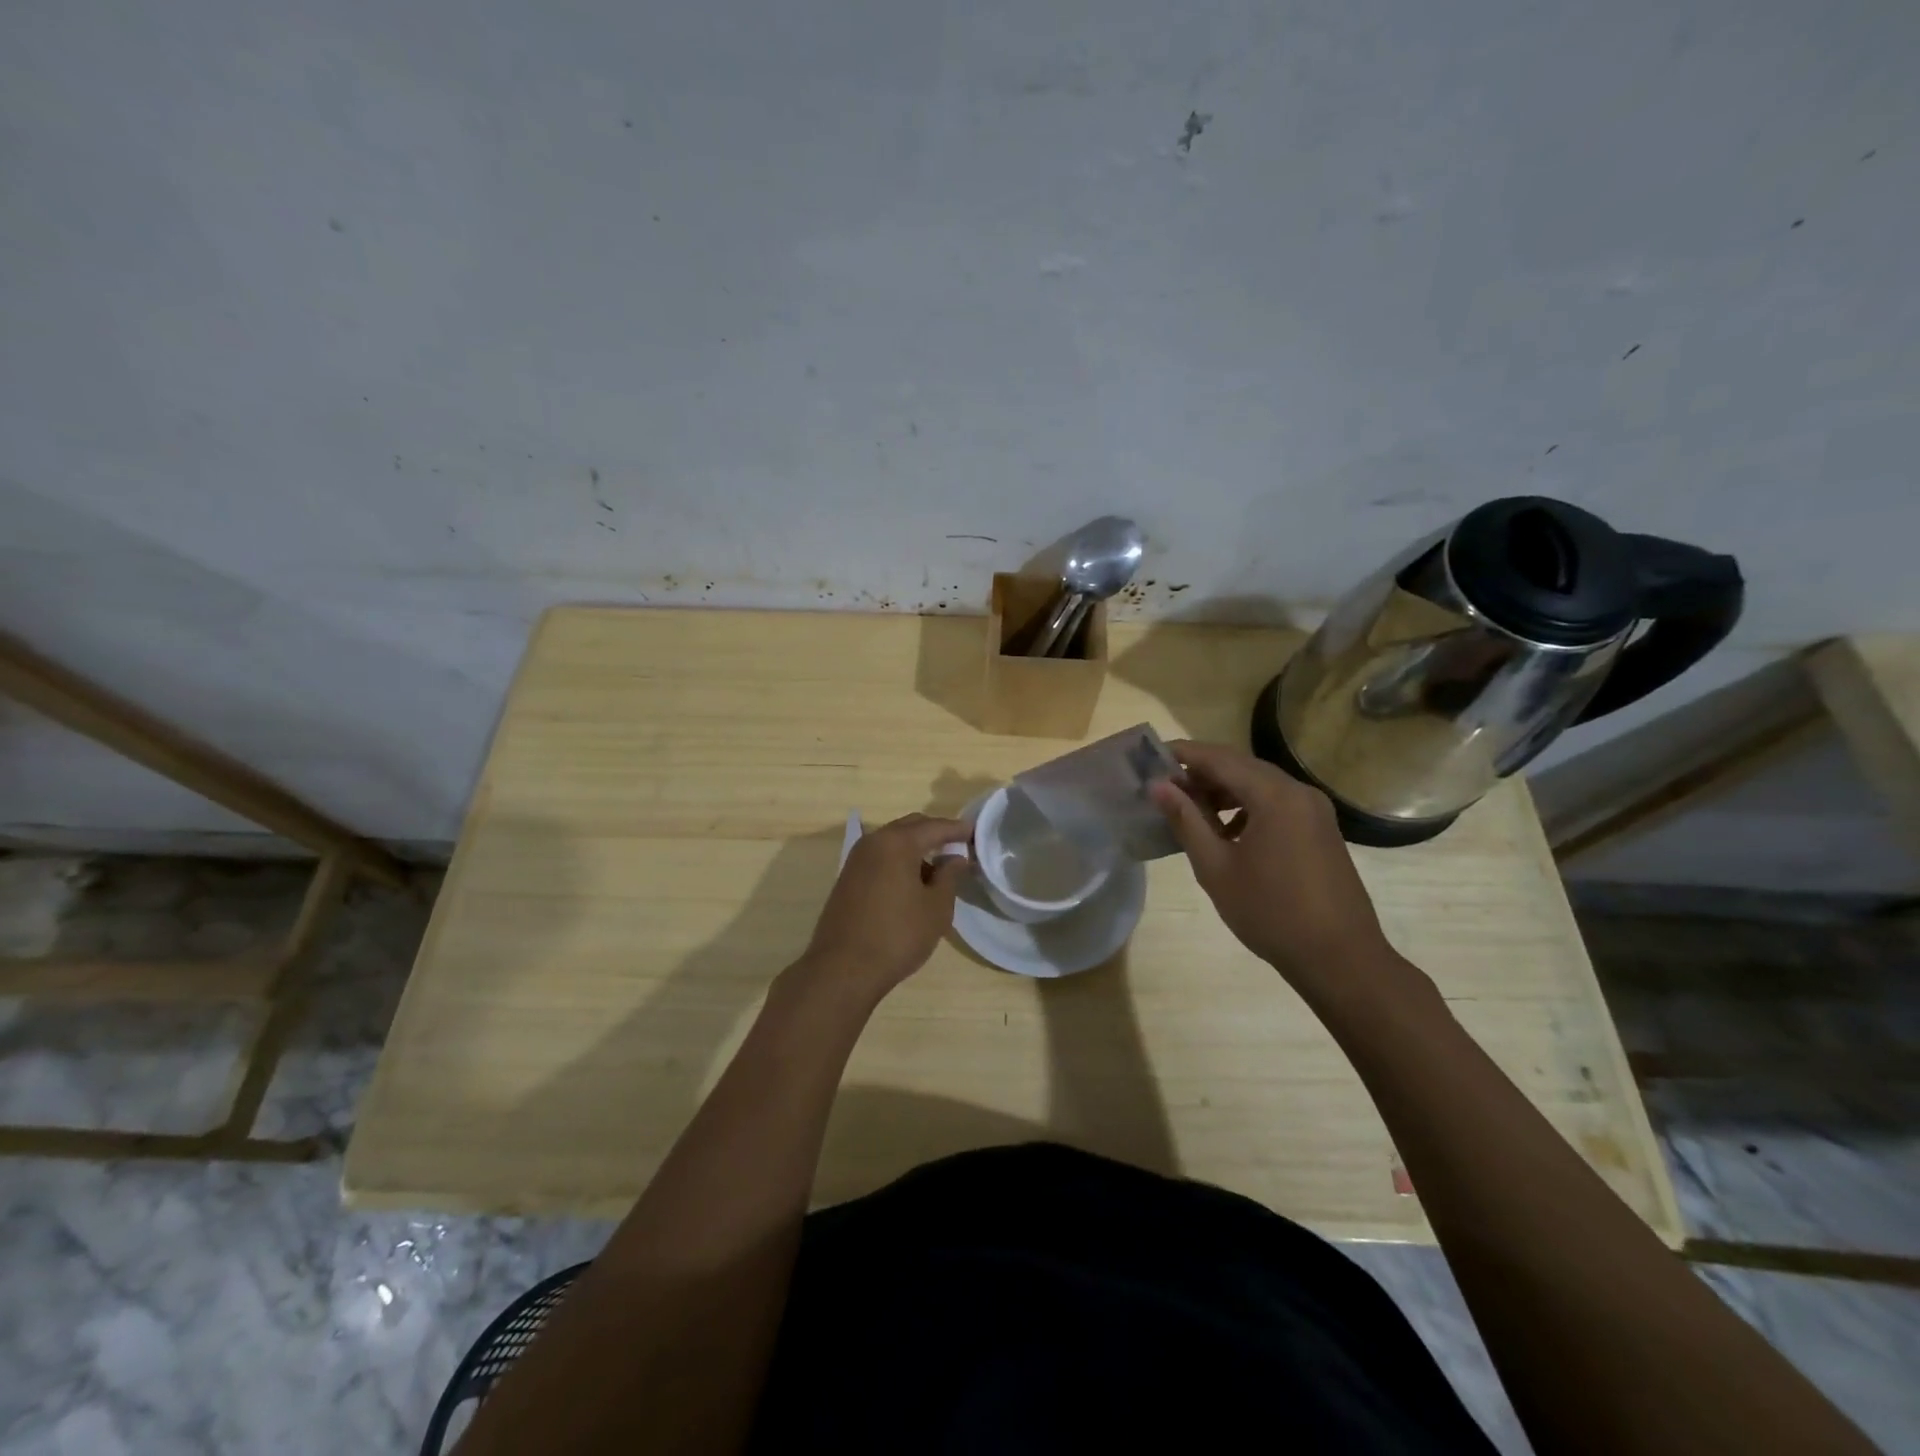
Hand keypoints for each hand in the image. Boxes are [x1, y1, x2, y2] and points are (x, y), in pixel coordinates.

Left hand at [798, 814, 969, 1002]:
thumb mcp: (936, 908)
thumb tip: (956, 858)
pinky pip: (880, 858)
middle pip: (910, 827)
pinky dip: (899, 861)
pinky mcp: (847, 878)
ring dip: (916, 848)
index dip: (957, 829)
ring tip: (938, 869)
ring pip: (893, 842)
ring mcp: (856, 860)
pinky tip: (912, 883)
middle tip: (958, 846)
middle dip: (935, 833)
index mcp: (897, 843)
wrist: (843, 969)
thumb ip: (949, 876)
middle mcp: (873, 842)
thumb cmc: (898, 935)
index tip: (975, 832)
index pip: (934, 827)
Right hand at [1148, 739, 1393, 987]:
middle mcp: (1299, 792)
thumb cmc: (1270, 912)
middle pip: (1242, 766)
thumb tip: (1157, 786)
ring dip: (1224, 789)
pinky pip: (1277, 802)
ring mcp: (1315, 810)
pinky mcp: (1321, 829)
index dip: (1183, 754)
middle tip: (1165, 785)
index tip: (1151, 757)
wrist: (1339, 958)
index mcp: (1274, 796)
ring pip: (1260, 784)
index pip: (1219, 759)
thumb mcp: (1216, 867)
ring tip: (1191, 809)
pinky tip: (1228, 832)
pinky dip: (1248, 806)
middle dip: (1202, 772)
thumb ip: (1186, 821)